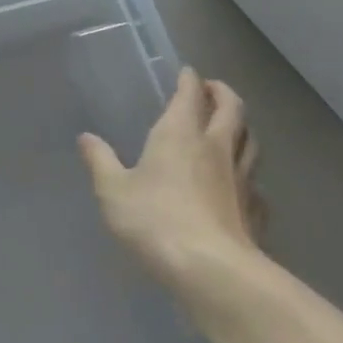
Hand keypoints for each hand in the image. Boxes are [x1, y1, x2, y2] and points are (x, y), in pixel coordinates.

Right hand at [78, 68, 262, 288]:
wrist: (211, 270)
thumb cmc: (155, 220)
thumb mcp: (113, 191)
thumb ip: (100, 162)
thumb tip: (86, 138)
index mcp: (180, 134)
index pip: (190, 94)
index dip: (189, 80)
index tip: (187, 72)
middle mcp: (216, 147)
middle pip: (232, 109)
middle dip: (223, 93)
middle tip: (213, 89)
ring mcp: (241, 179)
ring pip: (250, 141)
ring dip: (242, 128)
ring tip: (232, 127)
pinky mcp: (255, 211)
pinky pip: (257, 183)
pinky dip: (250, 176)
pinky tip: (244, 186)